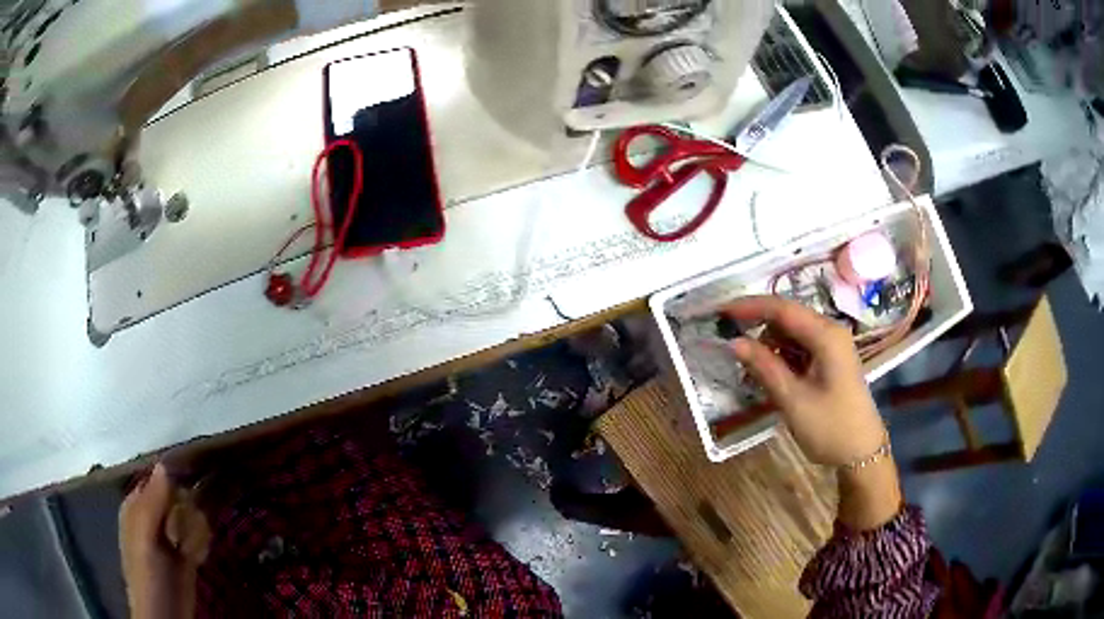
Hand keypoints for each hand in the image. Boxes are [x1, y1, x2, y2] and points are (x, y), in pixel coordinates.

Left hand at [119, 464, 199, 618]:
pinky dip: (200, 544)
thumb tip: (164, 463)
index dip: (174, 480)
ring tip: (189, 553)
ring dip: (195, 532)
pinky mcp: (185, 552)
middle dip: (186, 513)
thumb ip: (152, 503)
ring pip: (191, 515)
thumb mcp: (145, 537)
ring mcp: (170, 534)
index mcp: (136, 504)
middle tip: (182, 536)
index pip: (157, 477)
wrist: (166, 615)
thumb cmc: (148, 575)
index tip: (189, 490)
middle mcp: (152, 514)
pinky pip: (199, 535)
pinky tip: (196, 558)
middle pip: (178, 495)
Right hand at [721, 296, 885, 466]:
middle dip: (759, 328)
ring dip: (769, 345)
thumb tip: (733, 342)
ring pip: (792, 333)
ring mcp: (832, 345)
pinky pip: (800, 347)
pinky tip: (771, 376)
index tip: (720, 312)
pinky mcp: (830, 359)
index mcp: (826, 335)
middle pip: (787, 317)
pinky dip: (782, 356)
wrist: (861, 453)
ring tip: (752, 372)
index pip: (782, 308)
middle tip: (732, 346)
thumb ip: (764, 367)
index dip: (750, 307)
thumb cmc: (829, 427)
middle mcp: (831, 331)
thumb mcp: (793, 399)